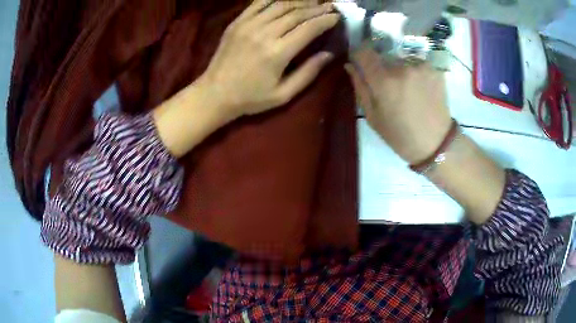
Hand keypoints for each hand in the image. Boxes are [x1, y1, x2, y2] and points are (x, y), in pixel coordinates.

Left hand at [199, 0, 339, 119]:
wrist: (215, 93)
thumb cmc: (250, 98)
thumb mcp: (283, 94)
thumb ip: (308, 73)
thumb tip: (329, 54)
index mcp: (278, 53)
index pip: (309, 28)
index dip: (325, 20)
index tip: (337, 17)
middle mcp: (264, 33)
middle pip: (297, 13)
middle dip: (317, 8)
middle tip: (330, 7)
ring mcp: (248, 25)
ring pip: (280, 5)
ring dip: (300, 1)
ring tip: (313, 1)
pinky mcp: (237, 22)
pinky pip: (259, 3)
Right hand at [345, 46, 451, 163]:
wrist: (436, 143)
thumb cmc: (400, 135)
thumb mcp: (373, 117)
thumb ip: (360, 87)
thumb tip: (350, 65)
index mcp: (383, 81)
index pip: (364, 52)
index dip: (360, 55)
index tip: (361, 62)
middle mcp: (402, 67)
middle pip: (384, 55)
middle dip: (382, 66)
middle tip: (389, 85)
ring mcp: (421, 66)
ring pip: (402, 59)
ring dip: (400, 69)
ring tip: (407, 89)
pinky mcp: (434, 69)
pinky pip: (417, 64)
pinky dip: (415, 72)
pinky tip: (420, 89)